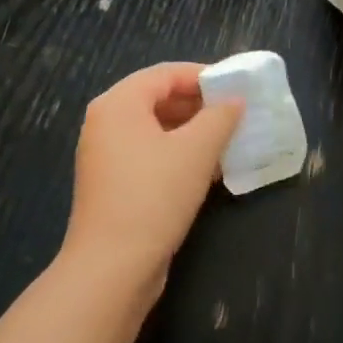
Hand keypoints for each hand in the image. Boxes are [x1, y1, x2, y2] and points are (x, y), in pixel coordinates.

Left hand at [66, 63, 243, 300]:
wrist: (112, 268)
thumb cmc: (154, 196)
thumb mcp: (196, 151)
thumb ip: (219, 117)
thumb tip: (235, 100)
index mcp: (118, 103)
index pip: (165, 74)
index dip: (203, 76)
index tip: (236, 86)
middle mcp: (106, 122)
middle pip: (158, 98)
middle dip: (199, 105)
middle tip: (236, 113)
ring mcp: (105, 155)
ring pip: (156, 129)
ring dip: (192, 132)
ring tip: (228, 140)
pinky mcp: (112, 184)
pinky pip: (149, 155)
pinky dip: (177, 155)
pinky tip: (209, 169)